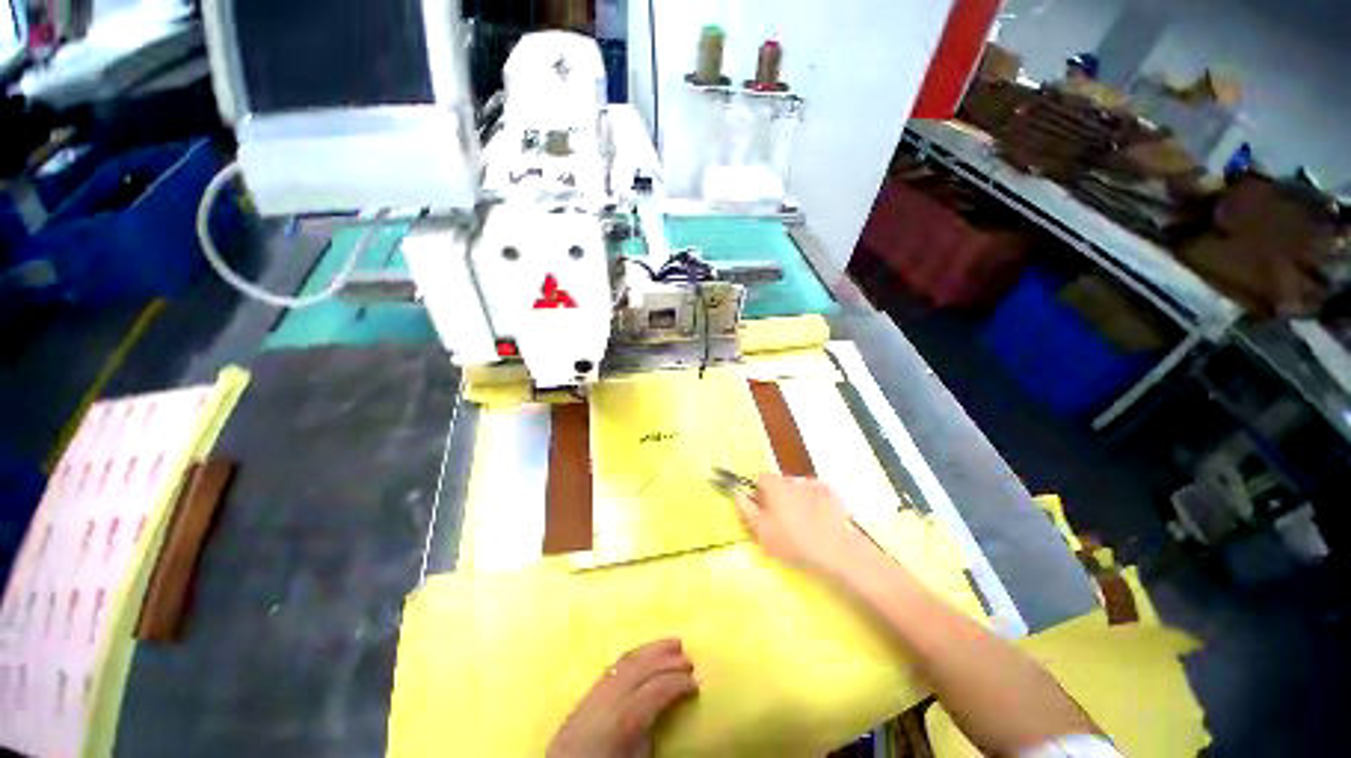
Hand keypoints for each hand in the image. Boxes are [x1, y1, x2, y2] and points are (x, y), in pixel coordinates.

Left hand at [547, 639, 698, 757]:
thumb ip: (648, 740)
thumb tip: (662, 714)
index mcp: (618, 725)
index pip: (652, 692)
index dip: (677, 684)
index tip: (696, 683)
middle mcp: (602, 704)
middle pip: (637, 669)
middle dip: (665, 659)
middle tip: (688, 657)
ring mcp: (589, 698)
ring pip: (622, 663)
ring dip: (650, 651)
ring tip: (671, 644)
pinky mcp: (580, 700)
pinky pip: (609, 669)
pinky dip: (632, 658)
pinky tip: (644, 657)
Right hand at [735, 474, 868, 576]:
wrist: (837, 551)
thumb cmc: (793, 542)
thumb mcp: (761, 531)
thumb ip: (746, 509)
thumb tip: (737, 494)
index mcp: (775, 485)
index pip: (759, 477)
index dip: (756, 492)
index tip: (759, 508)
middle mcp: (794, 478)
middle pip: (778, 483)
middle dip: (776, 497)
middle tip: (778, 521)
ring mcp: (815, 485)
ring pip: (797, 489)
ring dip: (794, 500)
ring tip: (801, 524)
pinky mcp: (832, 495)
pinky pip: (815, 495)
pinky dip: (813, 504)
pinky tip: (817, 522)